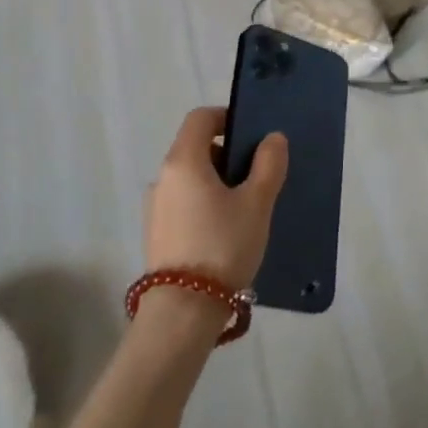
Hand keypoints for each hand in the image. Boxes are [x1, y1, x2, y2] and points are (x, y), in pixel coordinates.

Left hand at [144, 107, 287, 291]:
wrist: (184, 310)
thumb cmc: (223, 245)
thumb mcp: (256, 203)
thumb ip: (268, 165)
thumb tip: (272, 138)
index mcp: (183, 161)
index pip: (199, 118)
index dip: (226, 117)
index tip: (251, 135)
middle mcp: (162, 178)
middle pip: (194, 148)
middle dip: (226, 154)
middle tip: (256, 176)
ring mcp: (155, 207)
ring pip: (189, 178)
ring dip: (216, 181)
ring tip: (245, 208)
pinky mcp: (156, 233)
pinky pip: (183, 203)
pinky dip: (204, 203)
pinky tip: (225, 231)